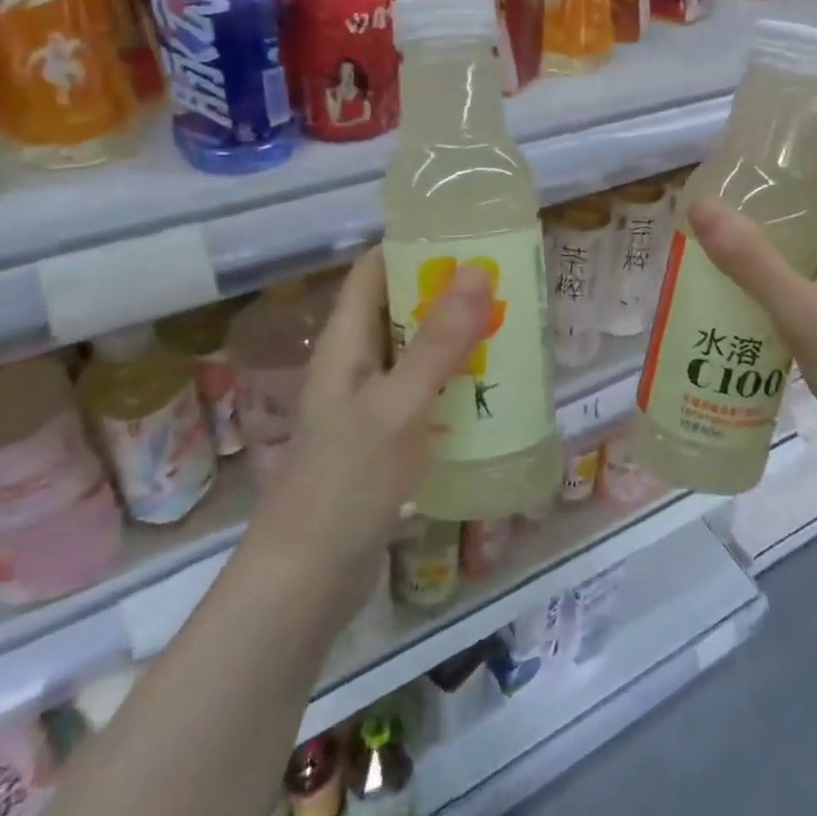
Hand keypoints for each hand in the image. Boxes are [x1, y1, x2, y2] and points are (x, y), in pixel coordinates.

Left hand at [251, 250, 490, 610]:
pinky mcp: (383, 439)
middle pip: (399, 308)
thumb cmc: (346, 482)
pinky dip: (453, 382)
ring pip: (415, 352)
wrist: (306, 580)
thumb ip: (438, 341)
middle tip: (506, 282)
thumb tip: (476, 268)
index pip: (373, 270)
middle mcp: (354, 365)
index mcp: (345, 343)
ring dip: (455, 339)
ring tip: (510, 326)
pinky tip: (491, 389)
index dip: (413, 245)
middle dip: (448, 292)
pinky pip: (422, 393)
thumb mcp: (398, 405)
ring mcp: (368, 404)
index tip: (467, 235)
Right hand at [686, 127, 816, 495]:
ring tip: (748, 231)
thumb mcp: (803, 316)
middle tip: (746, 182)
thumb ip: (751, 260)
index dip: (816, 135)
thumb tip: (699, 204)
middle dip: (801, 181)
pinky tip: (773, 289)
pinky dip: (810, 268)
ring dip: (802, 229)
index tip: (766, 134)